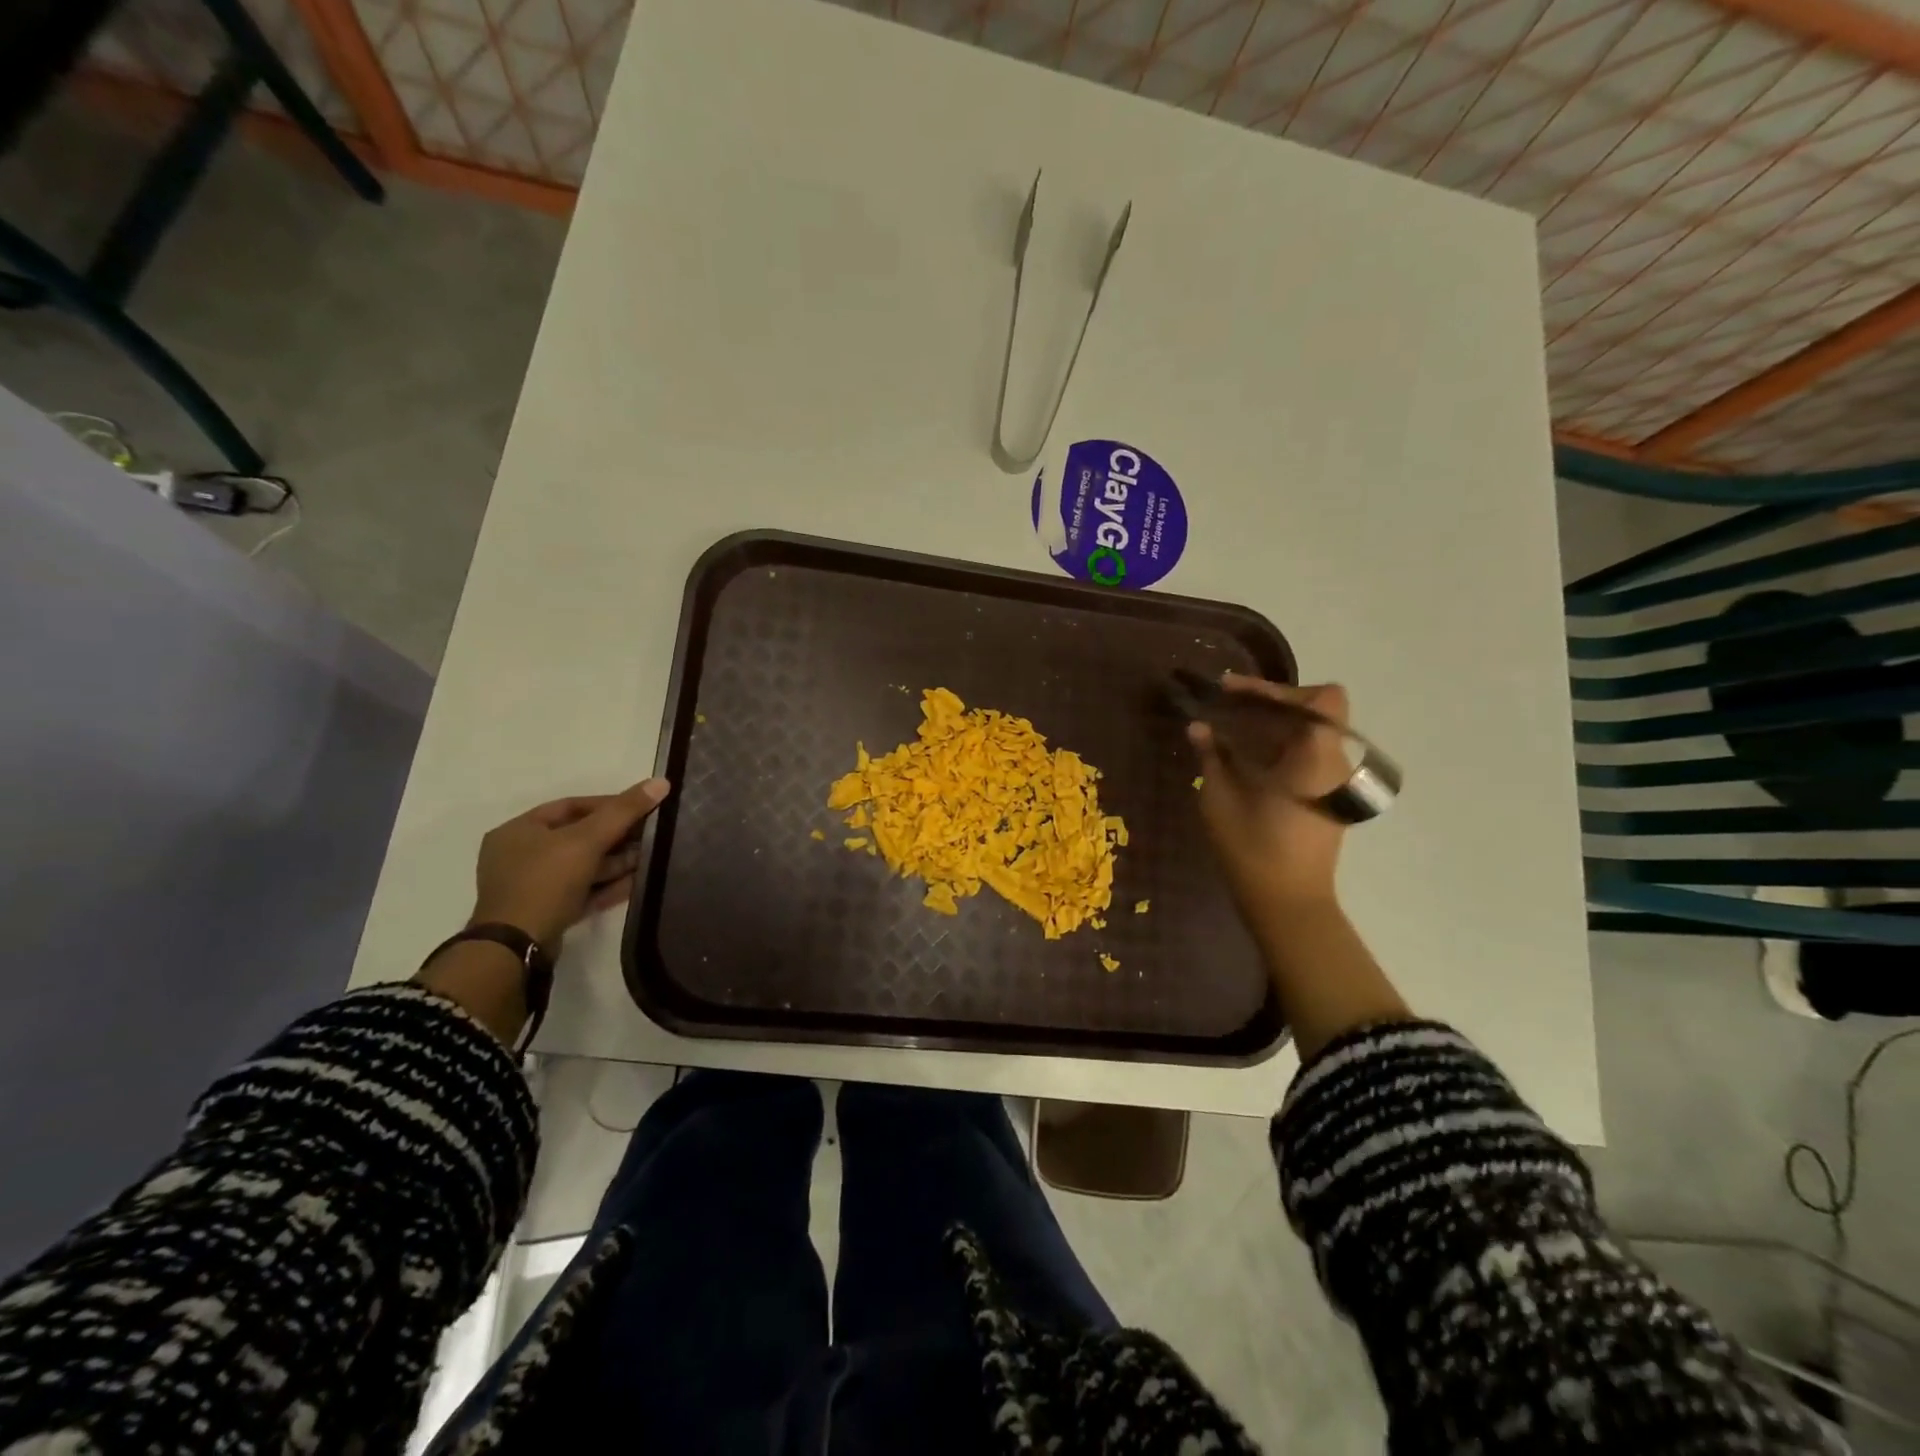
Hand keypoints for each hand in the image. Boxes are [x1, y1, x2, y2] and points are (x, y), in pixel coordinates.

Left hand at [470, 779, 672, 947]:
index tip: (641, 808)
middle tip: (650, 836)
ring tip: (650, 858)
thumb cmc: (546, 881)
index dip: (608, 804)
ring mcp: (532, 886)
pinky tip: (637, 883)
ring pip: (582, 867)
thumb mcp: (587, 840)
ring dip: (616, 863)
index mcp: (519, 830)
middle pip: (578, 837)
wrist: (516, 947)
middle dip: (617, 837)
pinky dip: (607, 885)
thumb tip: (661, 782)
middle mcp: (520, 855)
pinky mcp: (546, 912)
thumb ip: (624, 811)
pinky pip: (581, 891)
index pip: (570, 806)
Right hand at [1189, 676, 1352, 917]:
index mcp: (1314, 758)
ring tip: (1232, 729)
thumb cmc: (1251, 849)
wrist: (1288, 902)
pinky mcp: (1329, 797)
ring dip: (1275, 724)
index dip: (1281, 688)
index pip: (1322, 699)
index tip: (1237, 693)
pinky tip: (1247, 757)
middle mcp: (1335, 764)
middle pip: (1315, 710)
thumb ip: (1212, 756)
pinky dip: (1281, 745)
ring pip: (1312, 732)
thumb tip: (1199, 727)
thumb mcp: (1219, 799)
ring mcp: (1336, 782)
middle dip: (1270, 703)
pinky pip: (1309, 754)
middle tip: (1227, 706)